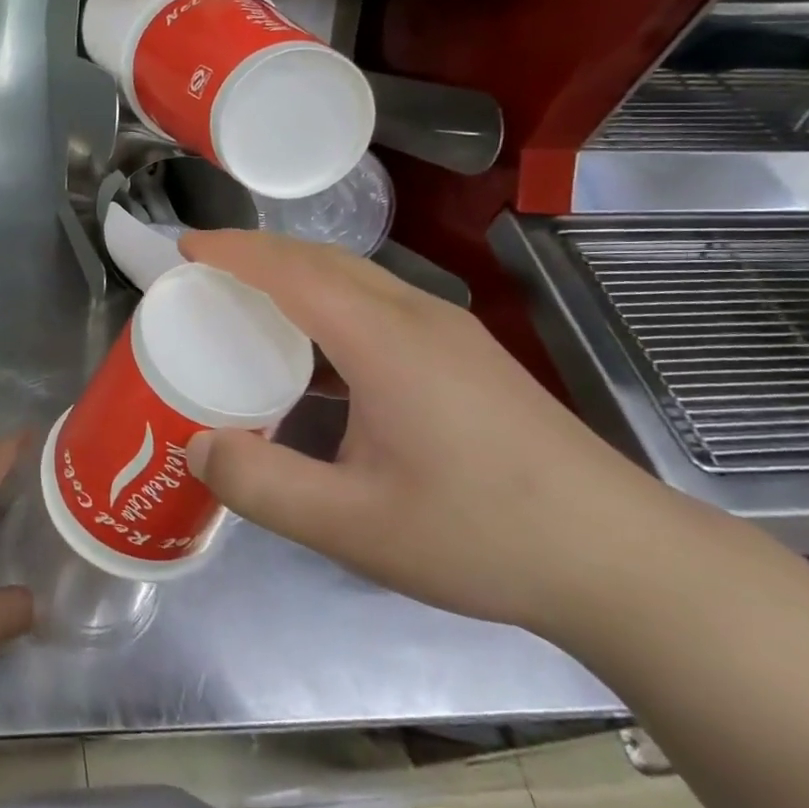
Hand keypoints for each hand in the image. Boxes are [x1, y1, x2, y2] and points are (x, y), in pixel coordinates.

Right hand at [179, 230, 678, 633]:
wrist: (624, 560)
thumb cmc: (483, 535)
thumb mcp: (355, 526)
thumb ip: (263, 485)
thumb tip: (196, 447)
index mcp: (384, 341)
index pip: (292, 270)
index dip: (234, 251)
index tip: (184, 247)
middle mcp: (416, 316)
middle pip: (322, 259)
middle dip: (256, 252)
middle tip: (203, 269)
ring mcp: (449, 331)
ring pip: (354, 277)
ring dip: (293, 273)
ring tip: (247, 299)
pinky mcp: (466, 354)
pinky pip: (377, 302)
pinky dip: (326, 301)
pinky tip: (316, 352)